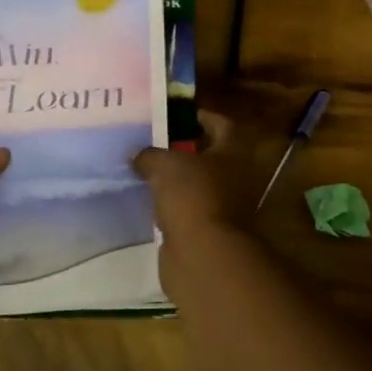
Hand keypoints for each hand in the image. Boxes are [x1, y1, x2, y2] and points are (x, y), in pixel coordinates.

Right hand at [131, 112, 256, 241]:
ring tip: (143, 170)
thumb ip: (150, 155)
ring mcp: (223, 206)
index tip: (173, 115)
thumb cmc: (192, 196)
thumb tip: (137, 154)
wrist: (203, 255)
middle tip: (151, 142)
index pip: (221, 124)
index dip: (200, 117)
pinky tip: (145, 200)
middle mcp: (235, 177)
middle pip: (208, 155)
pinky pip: (185, 211)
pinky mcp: (206, 231)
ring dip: (174, 180)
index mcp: (233, 152)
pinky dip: (170, 206)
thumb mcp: (165, 165)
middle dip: (182, 149)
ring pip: (195, 185)